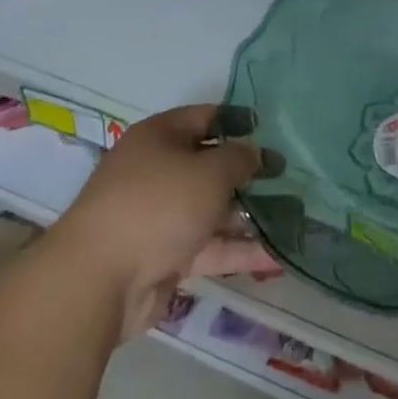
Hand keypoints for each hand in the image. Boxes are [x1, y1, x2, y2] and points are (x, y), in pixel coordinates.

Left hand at [58, 104, 282, 339]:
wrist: (99, 281)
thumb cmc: (158, 205)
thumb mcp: (209, 171)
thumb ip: (240, 158)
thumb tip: (254, 153)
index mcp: (159, 137)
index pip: (205, 117)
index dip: (239, 120)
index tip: (274, 131)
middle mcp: (158, 171)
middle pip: (211, 165)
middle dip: (250, 172)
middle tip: (291, 176)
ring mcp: (161, 216)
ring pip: (213, 208)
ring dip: (250, 214)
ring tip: (297, 216)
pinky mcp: (166, 256)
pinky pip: (210, 246)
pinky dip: (239, 249)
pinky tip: (279, 254)